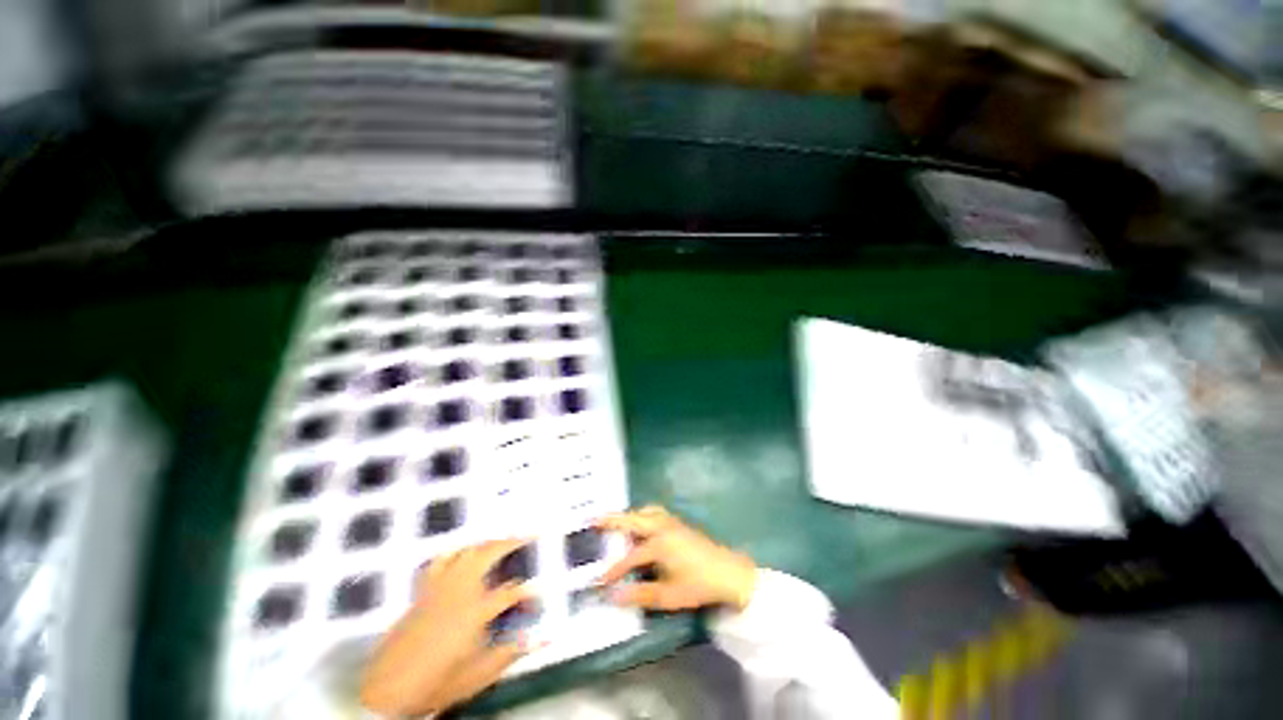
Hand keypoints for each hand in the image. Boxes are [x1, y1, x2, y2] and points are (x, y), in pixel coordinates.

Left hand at [360, 539, 531, 716]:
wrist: (388, 689)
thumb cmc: (437, 683)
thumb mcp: (478, 675)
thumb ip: (511, 653)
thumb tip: (542, 638)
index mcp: (477, 610)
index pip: (512, 592)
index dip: (528, 592)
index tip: (538, 594)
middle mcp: (461, 589)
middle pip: (489, 553)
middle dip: (511, 542)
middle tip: (528, 534)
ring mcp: (440, 586)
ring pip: (467, 551)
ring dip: (487, 543)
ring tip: (501, 540)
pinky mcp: (423, 590)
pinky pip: (440, 561)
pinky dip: (455, 552)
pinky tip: (461, 552)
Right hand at [597, 506, 756, 611]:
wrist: (728, 572)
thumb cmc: (698, 585)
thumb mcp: (669, 595)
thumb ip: (640, 594)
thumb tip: (614, 597)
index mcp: (659, 544)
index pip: (629, 557)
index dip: (613, 570)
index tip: (599, 581)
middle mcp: (662, 527)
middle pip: (633, 519)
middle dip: (612, 520)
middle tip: (592, 519)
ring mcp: (671, 522)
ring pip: (644, 511)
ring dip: (629, 515)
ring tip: (615, 523)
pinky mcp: (678, 522)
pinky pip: (654, 512)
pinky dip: (642, 515)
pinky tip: (640, 525)